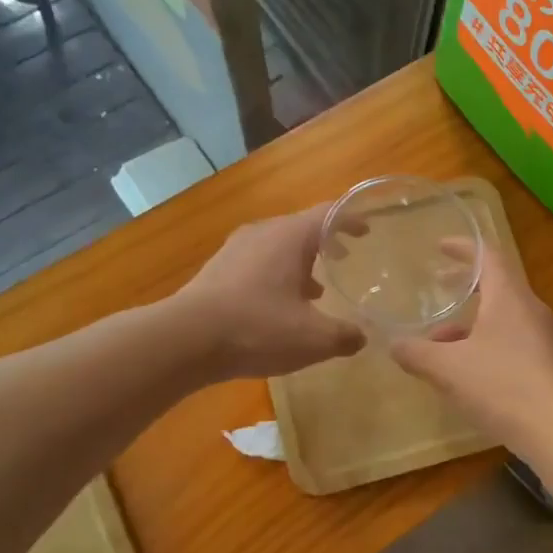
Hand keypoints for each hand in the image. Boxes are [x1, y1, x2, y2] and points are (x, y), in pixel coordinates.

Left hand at [177, 203, 365, 378]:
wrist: (185, 339)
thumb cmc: (258, 328)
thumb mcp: (313, 339)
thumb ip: (344, 336)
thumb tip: (361, 336)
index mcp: (291, 236)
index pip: (329, 213)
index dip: (352, 219)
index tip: (368, 230)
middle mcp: (263, 233)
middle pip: (302, 228)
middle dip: (325, 243)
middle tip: (345, 260)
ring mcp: (235, 249)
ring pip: (277, 247)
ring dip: (299, 264)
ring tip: (316, 290)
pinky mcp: (217, 270)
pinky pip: (257, 263)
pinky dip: (276, 276)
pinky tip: (278, 306)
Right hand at [390, 241, 552, 452]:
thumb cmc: (502, 386)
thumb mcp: (448, 369)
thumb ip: (417, 353)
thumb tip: (394, 345)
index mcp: (509, 297)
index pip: (488, 256)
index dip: (463, 247)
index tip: (441, 246)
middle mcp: (530, 309)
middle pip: (496, 285)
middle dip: (464, 286)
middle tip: (437, 286)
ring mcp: (542, 338)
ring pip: (501, 316)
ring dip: (470, 322)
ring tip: (438, 342)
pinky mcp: (547, 364)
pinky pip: (511, 340)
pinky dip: (485, 343)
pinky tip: (465, 371)